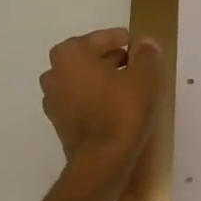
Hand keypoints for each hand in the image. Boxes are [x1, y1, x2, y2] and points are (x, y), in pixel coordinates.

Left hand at [40, 28, 161, 199]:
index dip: (123, 40)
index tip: (140, 46)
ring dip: (104, 81)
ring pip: (84, 82)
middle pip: (88, 59)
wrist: (102, 161)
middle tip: (138, 66)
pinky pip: (82, 103)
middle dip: (112, 60)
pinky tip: (118, 109)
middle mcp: (54, 74)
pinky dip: (97, 101)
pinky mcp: (60, 124)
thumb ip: (146, 55)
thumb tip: (146, 43)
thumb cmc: (122, 111)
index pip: (101, 38)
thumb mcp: (144, 77)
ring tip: (131, 89)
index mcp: (69, 55)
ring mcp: (54, 101)